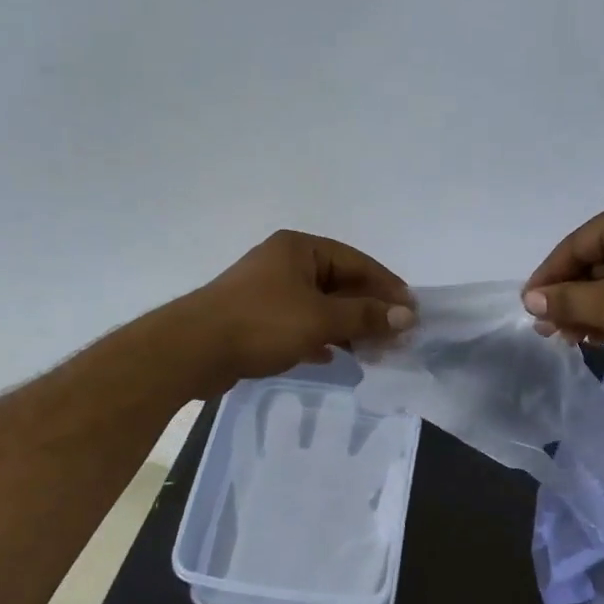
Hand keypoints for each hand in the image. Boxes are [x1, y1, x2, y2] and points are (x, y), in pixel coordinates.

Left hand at [175, 230, 415, 393]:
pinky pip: (299, 323)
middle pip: (339, 284)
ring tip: (373, 351)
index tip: (411, 312)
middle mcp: (284, 263)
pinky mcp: (256, 318)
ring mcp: (268, 291)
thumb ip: (365, 316)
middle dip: (368, 310)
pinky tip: (334, 355)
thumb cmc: (262, 324)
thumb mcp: (320, 319)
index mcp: (300, 248)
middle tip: (396, 336)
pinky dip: (319, 337)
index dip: (387, 287)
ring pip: (320, 306)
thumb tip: (407, 315)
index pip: (356, 262)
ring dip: (346, 327)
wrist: (193, 351)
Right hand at [522, 192, 603, 370]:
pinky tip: (599, 336)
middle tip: (548, 331)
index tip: (528, 310)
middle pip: (593, 262)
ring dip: (589, 309)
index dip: (547, 279)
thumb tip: (531, 301)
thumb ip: (567, 301)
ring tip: (570, 339)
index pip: (574, 245)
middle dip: (569, 298)